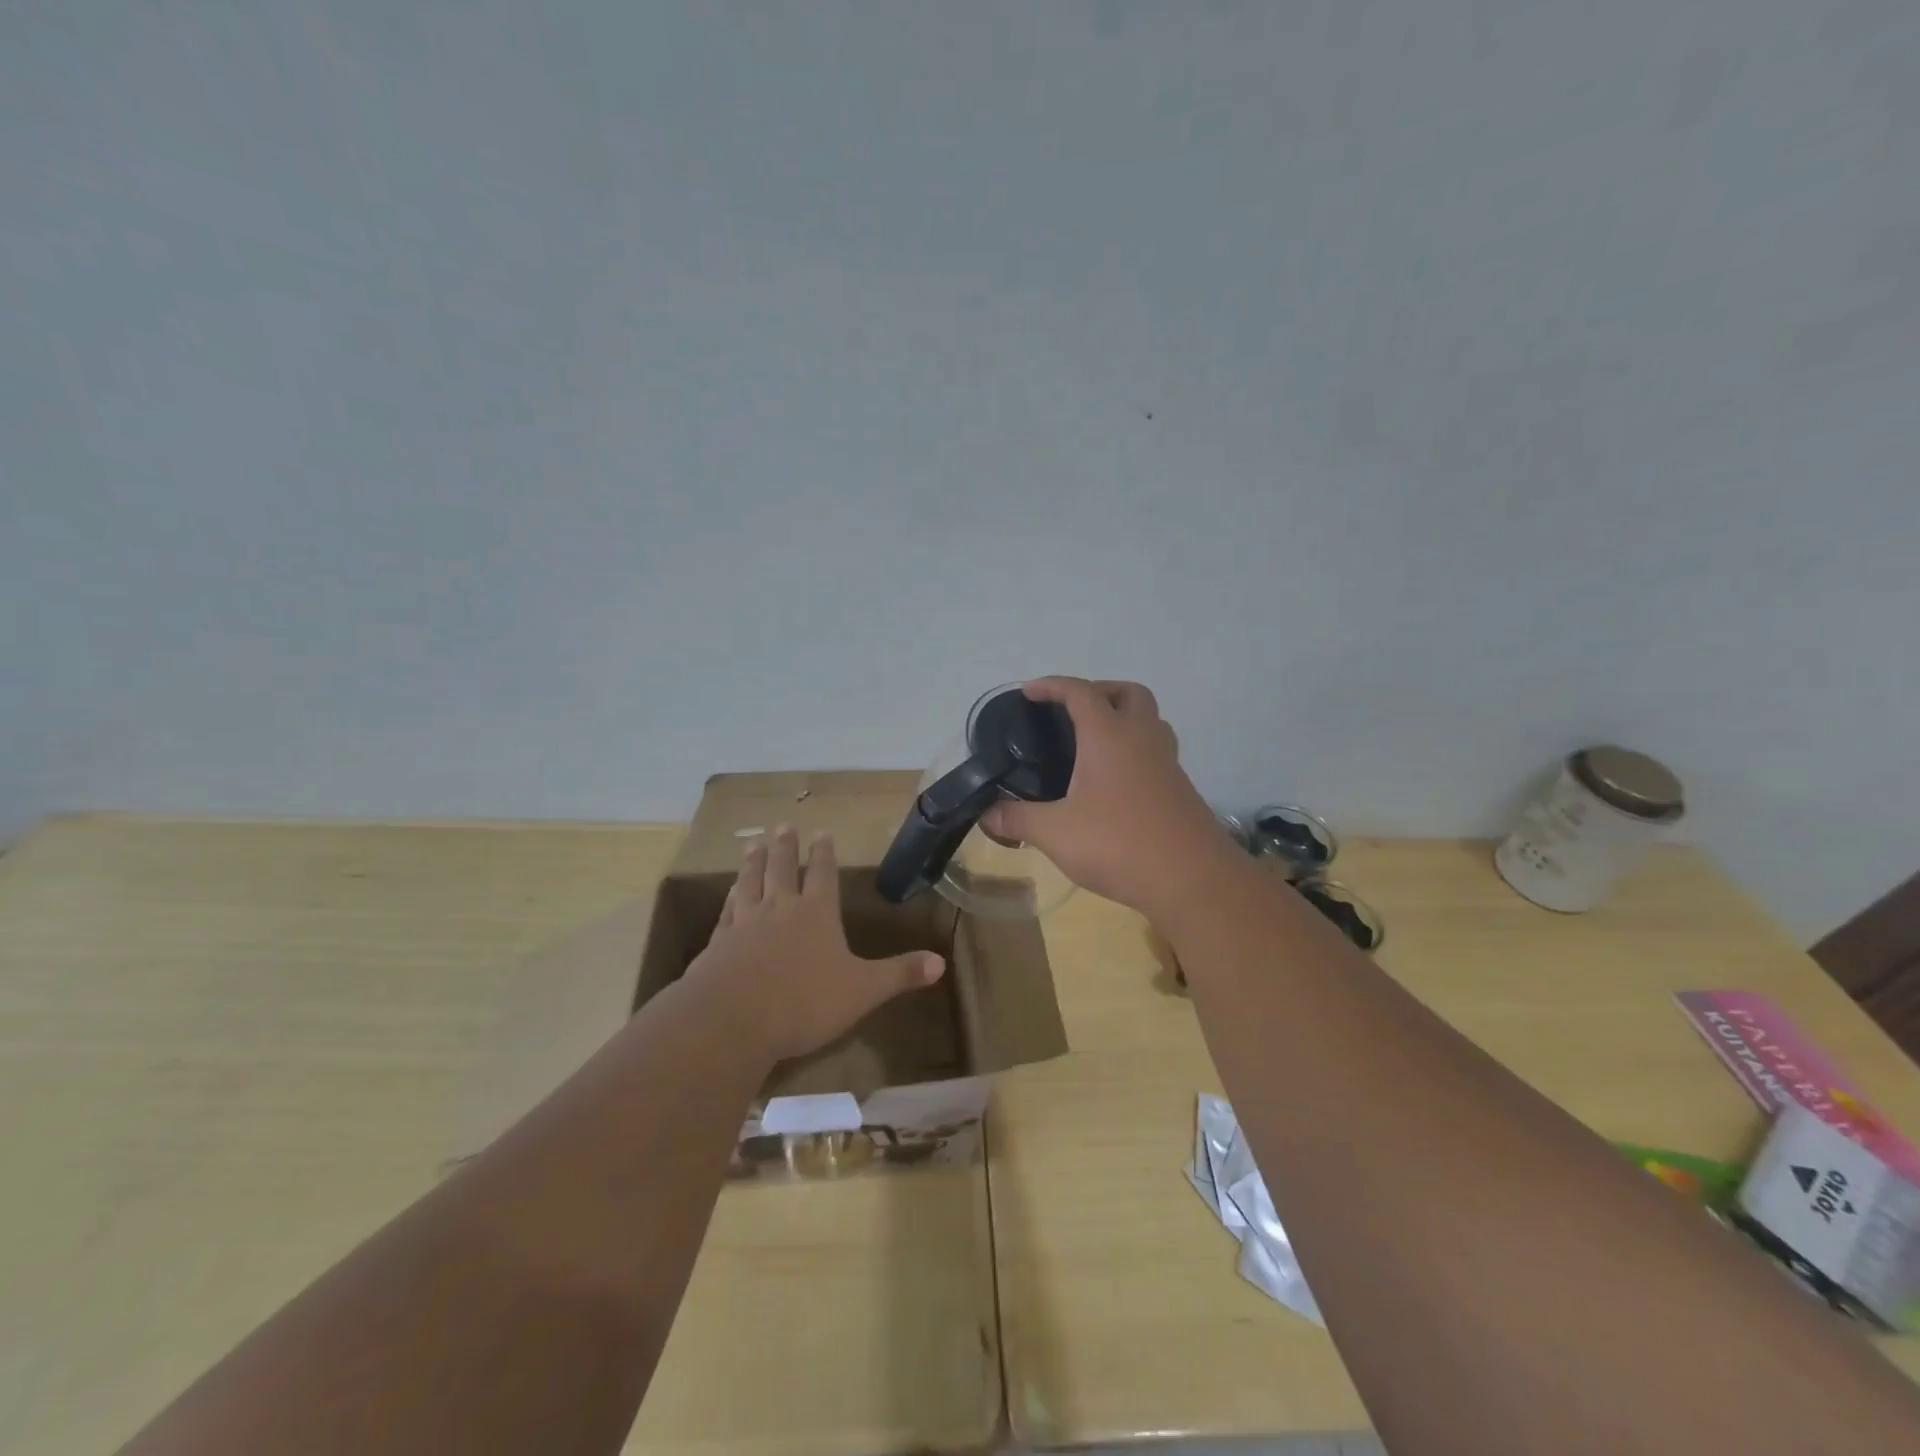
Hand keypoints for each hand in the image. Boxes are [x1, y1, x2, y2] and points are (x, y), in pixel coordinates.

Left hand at [685, 826, 945, 1064]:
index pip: (823, 873)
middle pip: (782, 868)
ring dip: (753, 862)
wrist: (732, 1020)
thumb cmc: (805, 1001)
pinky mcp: (717, 944)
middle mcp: (780, 909)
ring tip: (752, 844)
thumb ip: (899, 974)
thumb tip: (941, 962)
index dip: (823, 852)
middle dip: (786, 847)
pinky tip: (728, 894)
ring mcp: (744, 923)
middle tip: (784, 825)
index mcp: (817, 912)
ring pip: (749, 882)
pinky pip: (725, 912)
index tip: (821, 831)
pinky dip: (728, 898)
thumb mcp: (863, 990)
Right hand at [981, 677, 1233, 920]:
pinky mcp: (1179, 788)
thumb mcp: (1055, 833)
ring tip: (1093, 743)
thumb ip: (1018, 819)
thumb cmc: (1118, 844)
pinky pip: (1156, 751)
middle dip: (1099, 691)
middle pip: (1128, 693)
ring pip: (1150, 720)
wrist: (1192, 880)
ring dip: (1123, 717)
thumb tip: (986, 814)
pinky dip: (1135, 749)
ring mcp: (1167, 763)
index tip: (1029, 692)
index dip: (1052, 686)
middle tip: (1071, 712)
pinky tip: (1114, 782)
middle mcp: (1142, 739)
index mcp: (1109, 736)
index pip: (1080, 692)